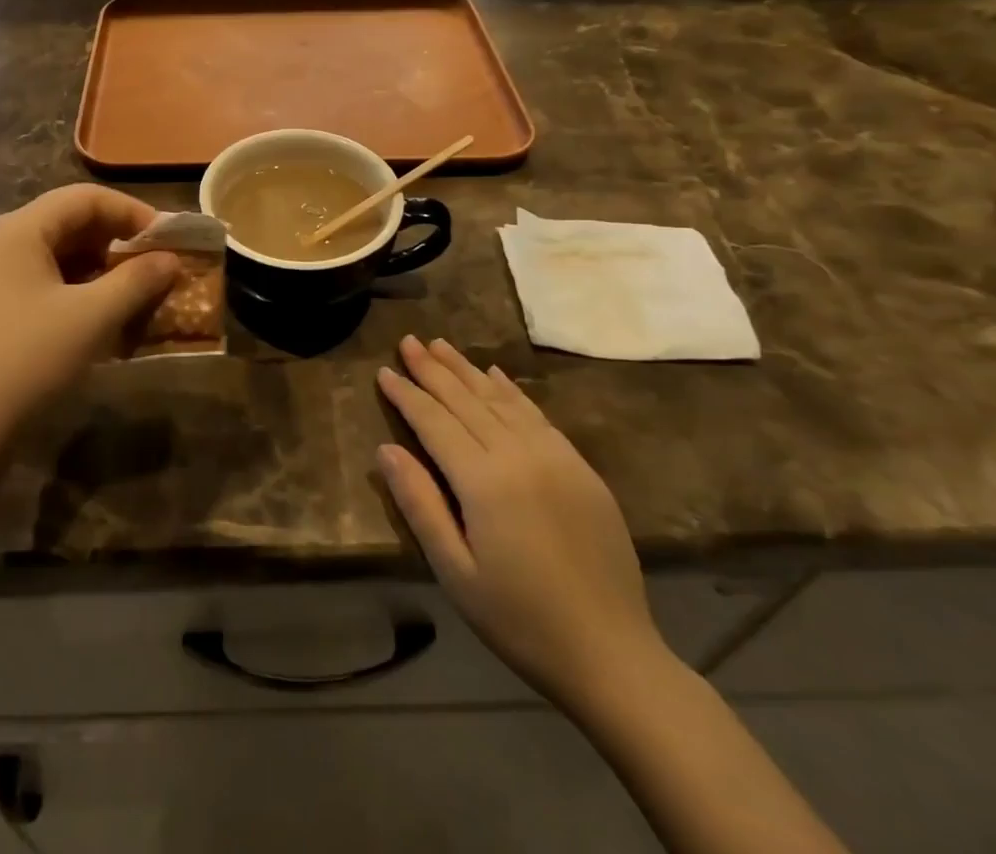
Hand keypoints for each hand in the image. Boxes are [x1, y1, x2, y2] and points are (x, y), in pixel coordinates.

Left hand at [0, 186, 178, 448]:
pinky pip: (38, 285)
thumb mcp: (91, 318)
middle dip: (116, 243)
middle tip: (155, 268)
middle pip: (66, 224)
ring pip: (53, 258)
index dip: (130, 212)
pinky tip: (98, 321)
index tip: (166, 240)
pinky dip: (73, 293)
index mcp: (16, 230)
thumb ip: (136, 281)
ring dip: (97, 271)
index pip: (83, 199)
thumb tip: (170, 259)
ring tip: (133, 296)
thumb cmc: (26, 361)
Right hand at [375, 336, 666, 711]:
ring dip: (467, 369)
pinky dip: (510, 390)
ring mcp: (555, 457)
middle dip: (433, 369)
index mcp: (484, 481)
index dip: (406, 394)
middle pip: (466, 400)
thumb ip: (420, 504)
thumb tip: (387, 449)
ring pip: (500, 399)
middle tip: (408, 340)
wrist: (612, 655)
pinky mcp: (580, 467)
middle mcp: (519, 454)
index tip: (383, 371)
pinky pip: (537, 414)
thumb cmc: (520, 621)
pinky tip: (495, 374)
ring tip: (440, 345)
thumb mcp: (456, 573)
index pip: (434, 421)